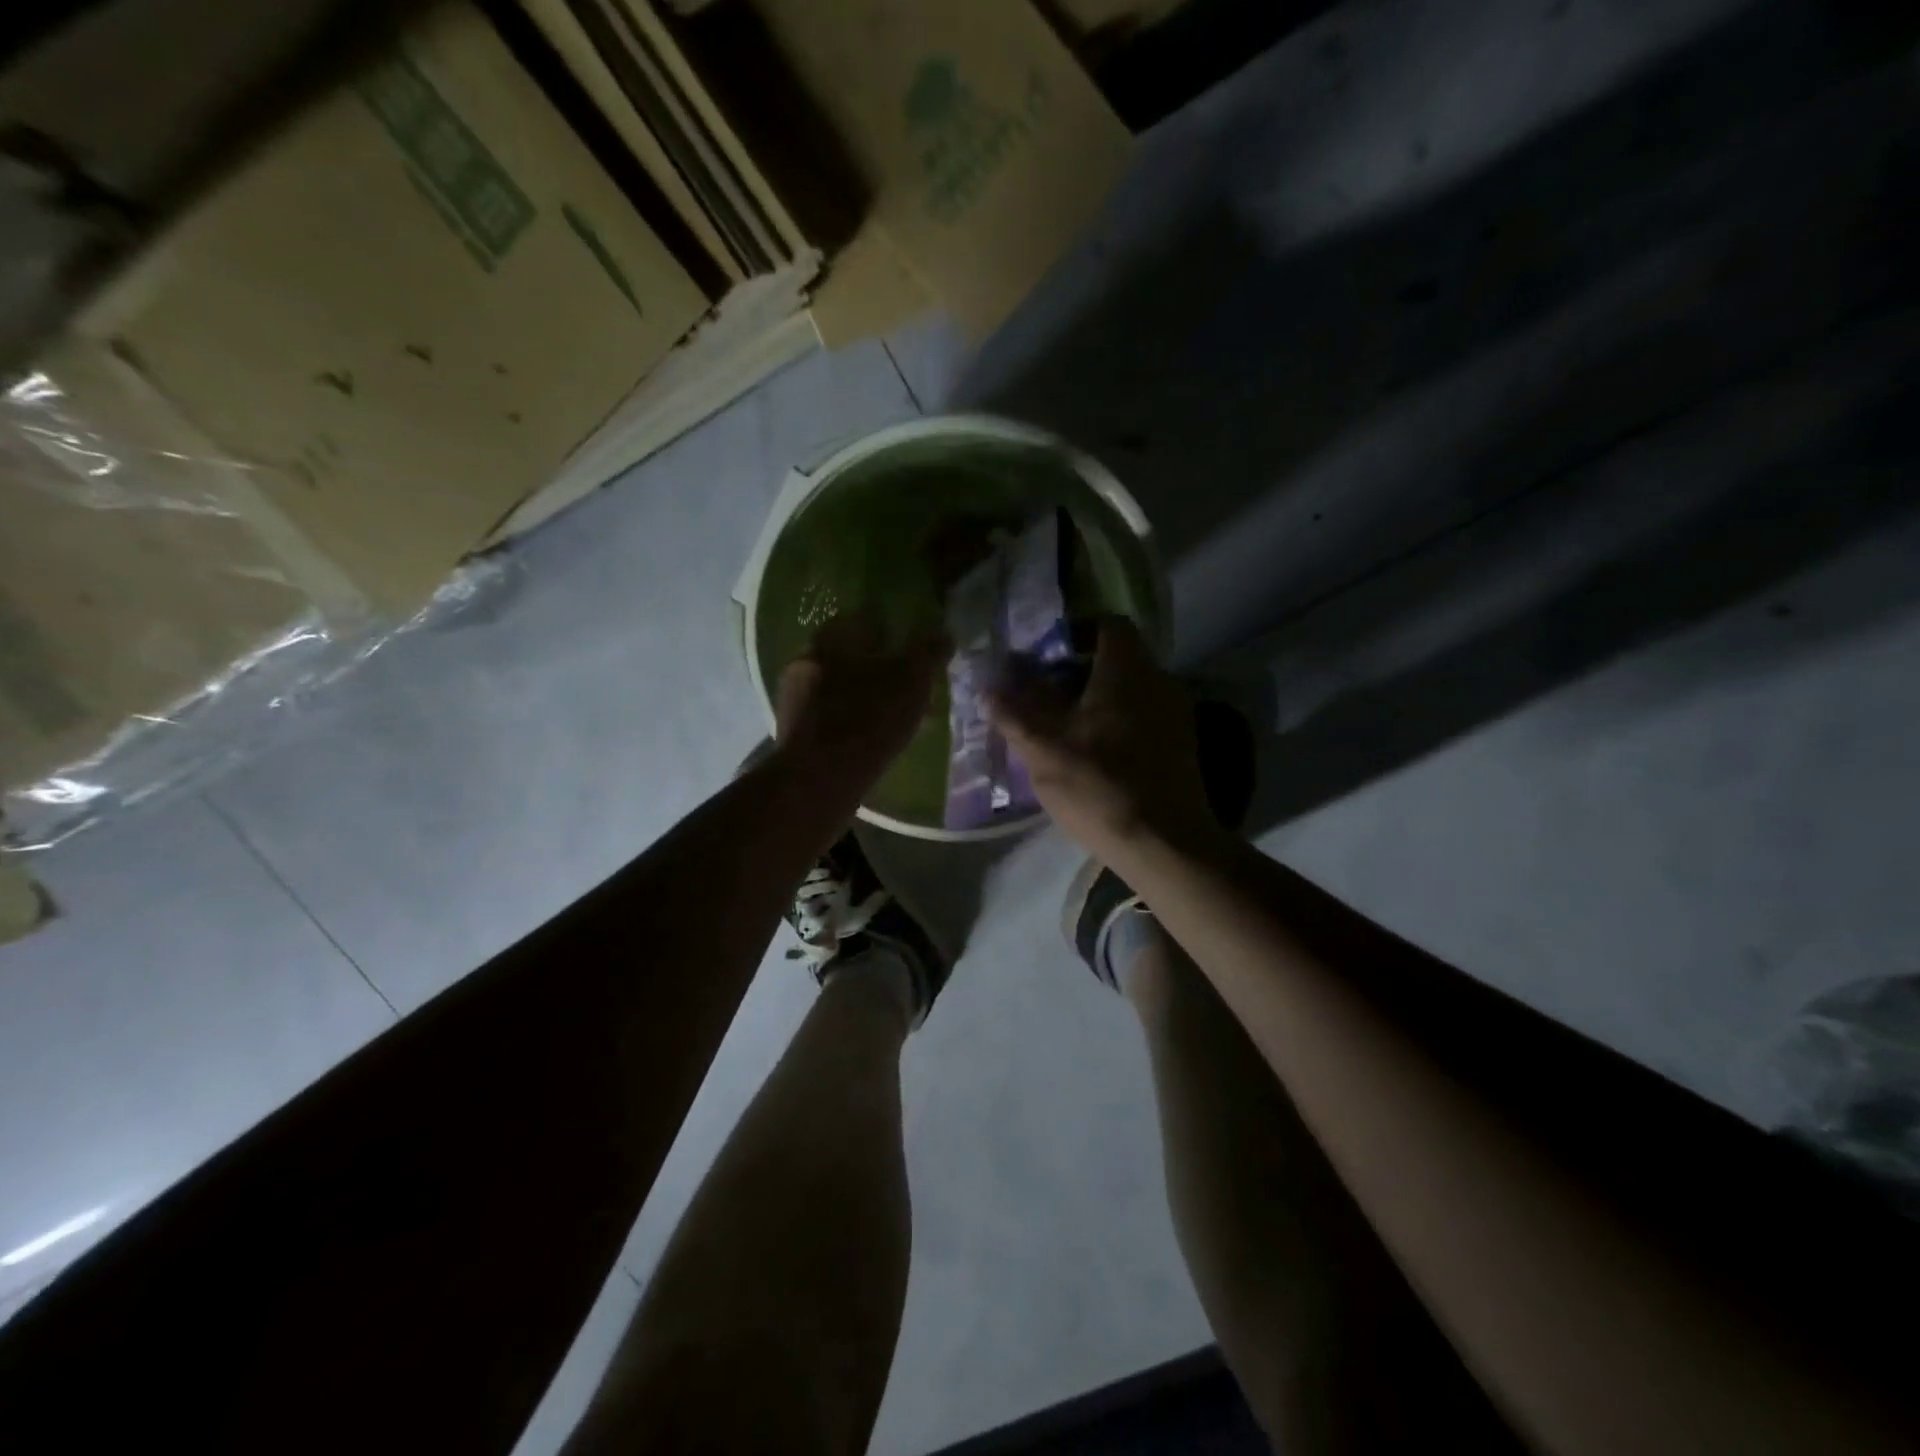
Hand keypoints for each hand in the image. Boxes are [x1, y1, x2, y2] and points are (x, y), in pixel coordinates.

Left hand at [774, 613, 944, 789]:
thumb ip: (929, 651)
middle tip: (912, 687)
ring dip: (871, 698)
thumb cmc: (868, 717)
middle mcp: (808, 659)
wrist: (820, 778)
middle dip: (883, 669)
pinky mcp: (797, 732)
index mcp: (832, 636)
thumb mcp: (912, 679)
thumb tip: (944, 632)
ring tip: (902, 718)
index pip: (867, 620)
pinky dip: (858, 722)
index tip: (915, 650)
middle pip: (854, 656)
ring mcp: (797, 698)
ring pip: (845, 688)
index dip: (895, 631)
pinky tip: (878, 740)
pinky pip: (835, 718)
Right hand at [989, 618, 1211, 857]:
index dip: (1073, 633)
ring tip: (1060, 727)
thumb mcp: (1043, 749)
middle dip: (1076, 672)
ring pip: (1129, 690)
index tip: (1044, 657)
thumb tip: (988, 687)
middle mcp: (1159, 681)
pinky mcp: (1181, 746)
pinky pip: (1142, 716)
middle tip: (1042, 695)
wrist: (1165, 844)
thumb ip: (1013, 713)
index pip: (1107, 625)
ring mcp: (1175, 714)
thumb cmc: (1100, 785)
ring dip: (1095, 700)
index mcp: (1127, 670)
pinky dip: (1115, 723)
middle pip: (1116, 658)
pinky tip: (1091, 754)